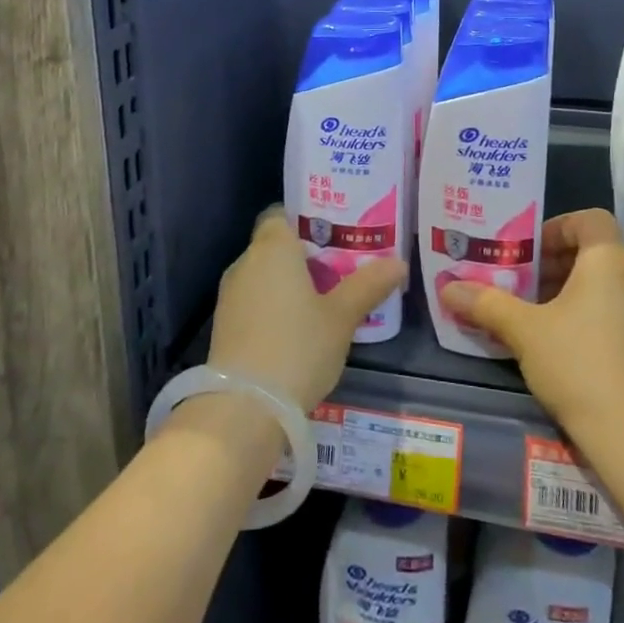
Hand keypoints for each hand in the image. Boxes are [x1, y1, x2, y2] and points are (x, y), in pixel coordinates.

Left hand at [207, 207, 406, 412]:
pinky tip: (298, 329)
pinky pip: (254, 302)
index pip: (282, 214)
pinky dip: (274, 307)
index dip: (307, 220)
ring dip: (289, 284)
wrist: (243, 408)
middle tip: (341, 268)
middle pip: (276, 246)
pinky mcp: (224, 327)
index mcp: (273, 248)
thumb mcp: (342, 317)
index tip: (335, 234)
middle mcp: (246, 263)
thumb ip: (369, 285)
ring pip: (264, 276)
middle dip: (304, 255)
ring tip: (324, 300)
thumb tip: (399, 262)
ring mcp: (230, 296)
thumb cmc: (297, 347)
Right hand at [440, 209, 623, 440]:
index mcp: (608, 261)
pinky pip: (610, 309)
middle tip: (519, 279)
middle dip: (553, 261)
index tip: (528, 249)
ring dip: (565, 287)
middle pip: (592, 250)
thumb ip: (486, 303)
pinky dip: (582, 311)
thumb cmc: (577, 362)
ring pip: (600, 283)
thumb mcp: (523, 330)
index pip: (590, 219)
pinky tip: (554, 340)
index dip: (557, 226)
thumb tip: (447, 287)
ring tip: (530, 310)